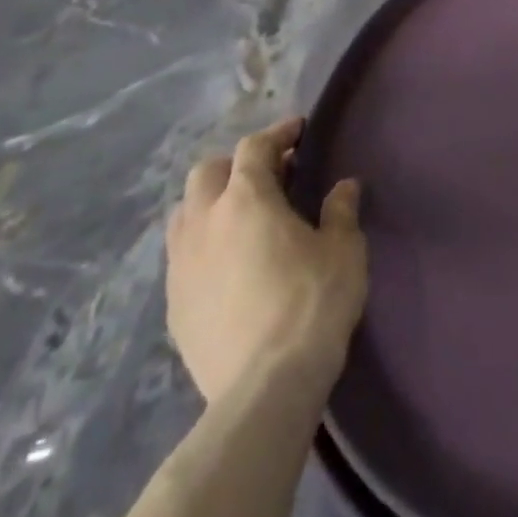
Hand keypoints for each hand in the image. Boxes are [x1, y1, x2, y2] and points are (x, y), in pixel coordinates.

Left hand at [166, 115, 366, 403]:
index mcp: (247, 199)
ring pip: (185, 214)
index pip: (254, 148)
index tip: (298, 130)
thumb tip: (343, 186)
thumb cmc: (313, 302)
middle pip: (207, 173)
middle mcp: (204, 222)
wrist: (265, 386)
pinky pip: (182, 256)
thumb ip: (340, 211)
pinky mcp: (174, 305)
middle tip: (270, 174)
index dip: (277, 133)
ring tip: (243, 216)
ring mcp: (182, 266)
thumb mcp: (344, 249)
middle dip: (237, 165)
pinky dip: (204, 244)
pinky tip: (229, 263)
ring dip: (211, 202)